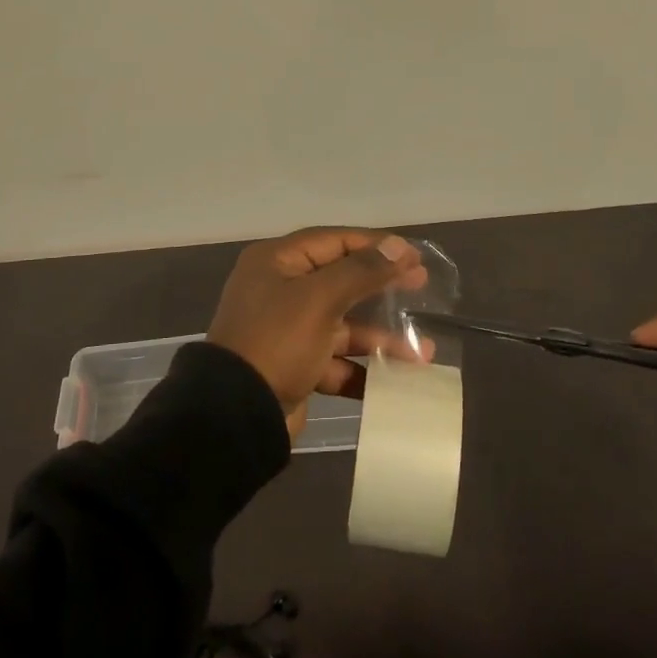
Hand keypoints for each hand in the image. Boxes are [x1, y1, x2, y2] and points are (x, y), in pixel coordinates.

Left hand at [208, 228, 427, 437]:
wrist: (235, 415)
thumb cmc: (277, 342)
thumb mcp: (320, 299)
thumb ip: (361, 271)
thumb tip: (398, 246)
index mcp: (277, 262)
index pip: (334, 241)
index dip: (375, 245)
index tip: (413, 255)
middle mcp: (280, 290)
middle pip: (341, 281)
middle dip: (382, 287)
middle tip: (421, 286)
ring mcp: (287, 330)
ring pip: (342, 325)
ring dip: (380, 337)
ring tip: (421, 352)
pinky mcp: (294, 366)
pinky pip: (335, 360)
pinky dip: (363, 368)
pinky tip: (396, 380)